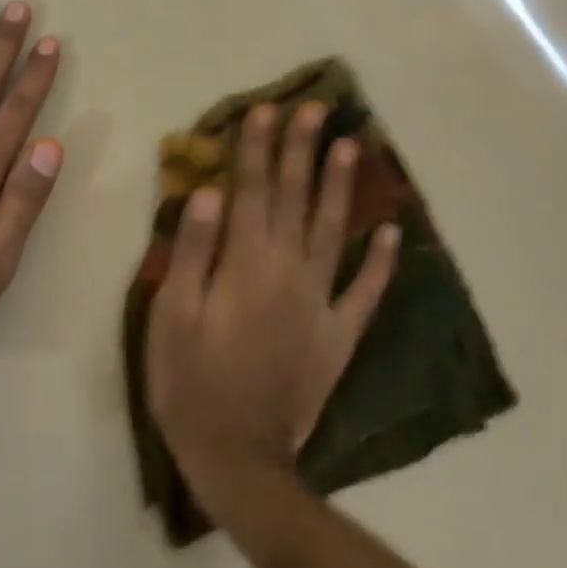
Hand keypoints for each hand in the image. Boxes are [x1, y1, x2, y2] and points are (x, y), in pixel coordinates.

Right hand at [145, 102, 397, 514]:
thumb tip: (210, 192)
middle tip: (316, 108)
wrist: (238, 459)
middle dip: (303, 149)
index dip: (257, 146)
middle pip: (297, 198)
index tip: (265, 108)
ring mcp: (320, 302)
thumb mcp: (173, 314)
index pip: (252, 189)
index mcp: (246, 262)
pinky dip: (380, 262)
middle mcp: (289, 270)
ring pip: (334, 230)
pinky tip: (393, 233)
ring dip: (342, 186)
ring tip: (352, 146)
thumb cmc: (190, 381)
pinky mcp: (339, 336)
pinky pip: (365, 293)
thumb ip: (194, 250)